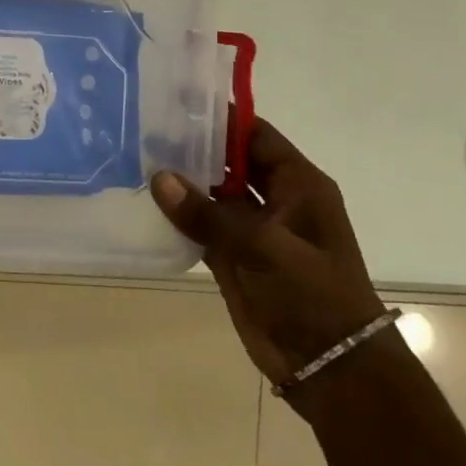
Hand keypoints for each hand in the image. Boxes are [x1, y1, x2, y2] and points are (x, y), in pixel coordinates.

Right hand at [151, 118, 386, 397]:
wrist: (329, 366)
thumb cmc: (312, 296)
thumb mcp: (264, 248)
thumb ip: (208, 213)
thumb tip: (159, 178)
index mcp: (298, 186)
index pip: (255, 135)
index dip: (220, 117)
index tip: (176, 99)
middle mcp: (275, 200)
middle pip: (229, 161)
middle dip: (193, 145)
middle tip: (144, 126)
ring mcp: (252, 229)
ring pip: (211, 192)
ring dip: (181, 180)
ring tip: (135, 156)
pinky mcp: (232, 255)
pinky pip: (199, 224)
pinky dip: (177, 214)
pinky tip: (144, 201)